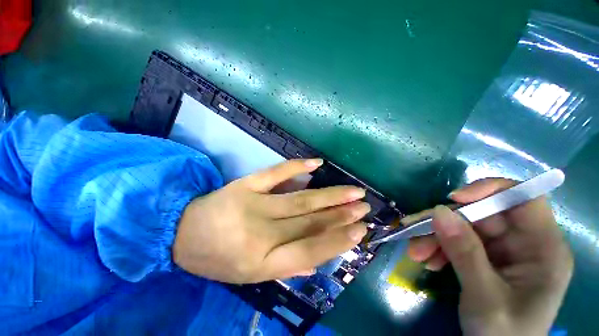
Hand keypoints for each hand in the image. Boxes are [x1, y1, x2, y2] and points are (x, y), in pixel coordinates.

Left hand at [173, 159, 369, 283]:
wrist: (181, 234)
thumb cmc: (217, 259)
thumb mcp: (251, 276)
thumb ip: (287, 266)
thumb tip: (318, 259)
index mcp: (263, 263)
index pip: (311, 251)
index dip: (339, 240)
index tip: (361, 230)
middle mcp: (261, 234)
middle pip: (310, 222)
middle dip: (341, 214)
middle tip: (364, 206)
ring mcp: (253, 205)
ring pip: (300, 199)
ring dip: (330, 195)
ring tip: (353, 191)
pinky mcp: (245, 185)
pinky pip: (275, 173)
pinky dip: (296, 167)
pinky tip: (316, 163)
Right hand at [406, 178, 573, 335]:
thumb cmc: (503, 334)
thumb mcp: (485, 297)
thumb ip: (465, 253)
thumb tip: (439, 212)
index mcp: (543, 248)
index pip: (523, 199)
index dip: (490, 190)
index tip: (454, 199)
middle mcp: (524, 242)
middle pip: (481, 215)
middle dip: (444, 224)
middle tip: (415, 235)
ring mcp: (503, 249)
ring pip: (463, 227)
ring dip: (435, 238)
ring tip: (416, 254)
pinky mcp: (485, 256)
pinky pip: (457, 241)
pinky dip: (439, 248)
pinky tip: (428, 261)